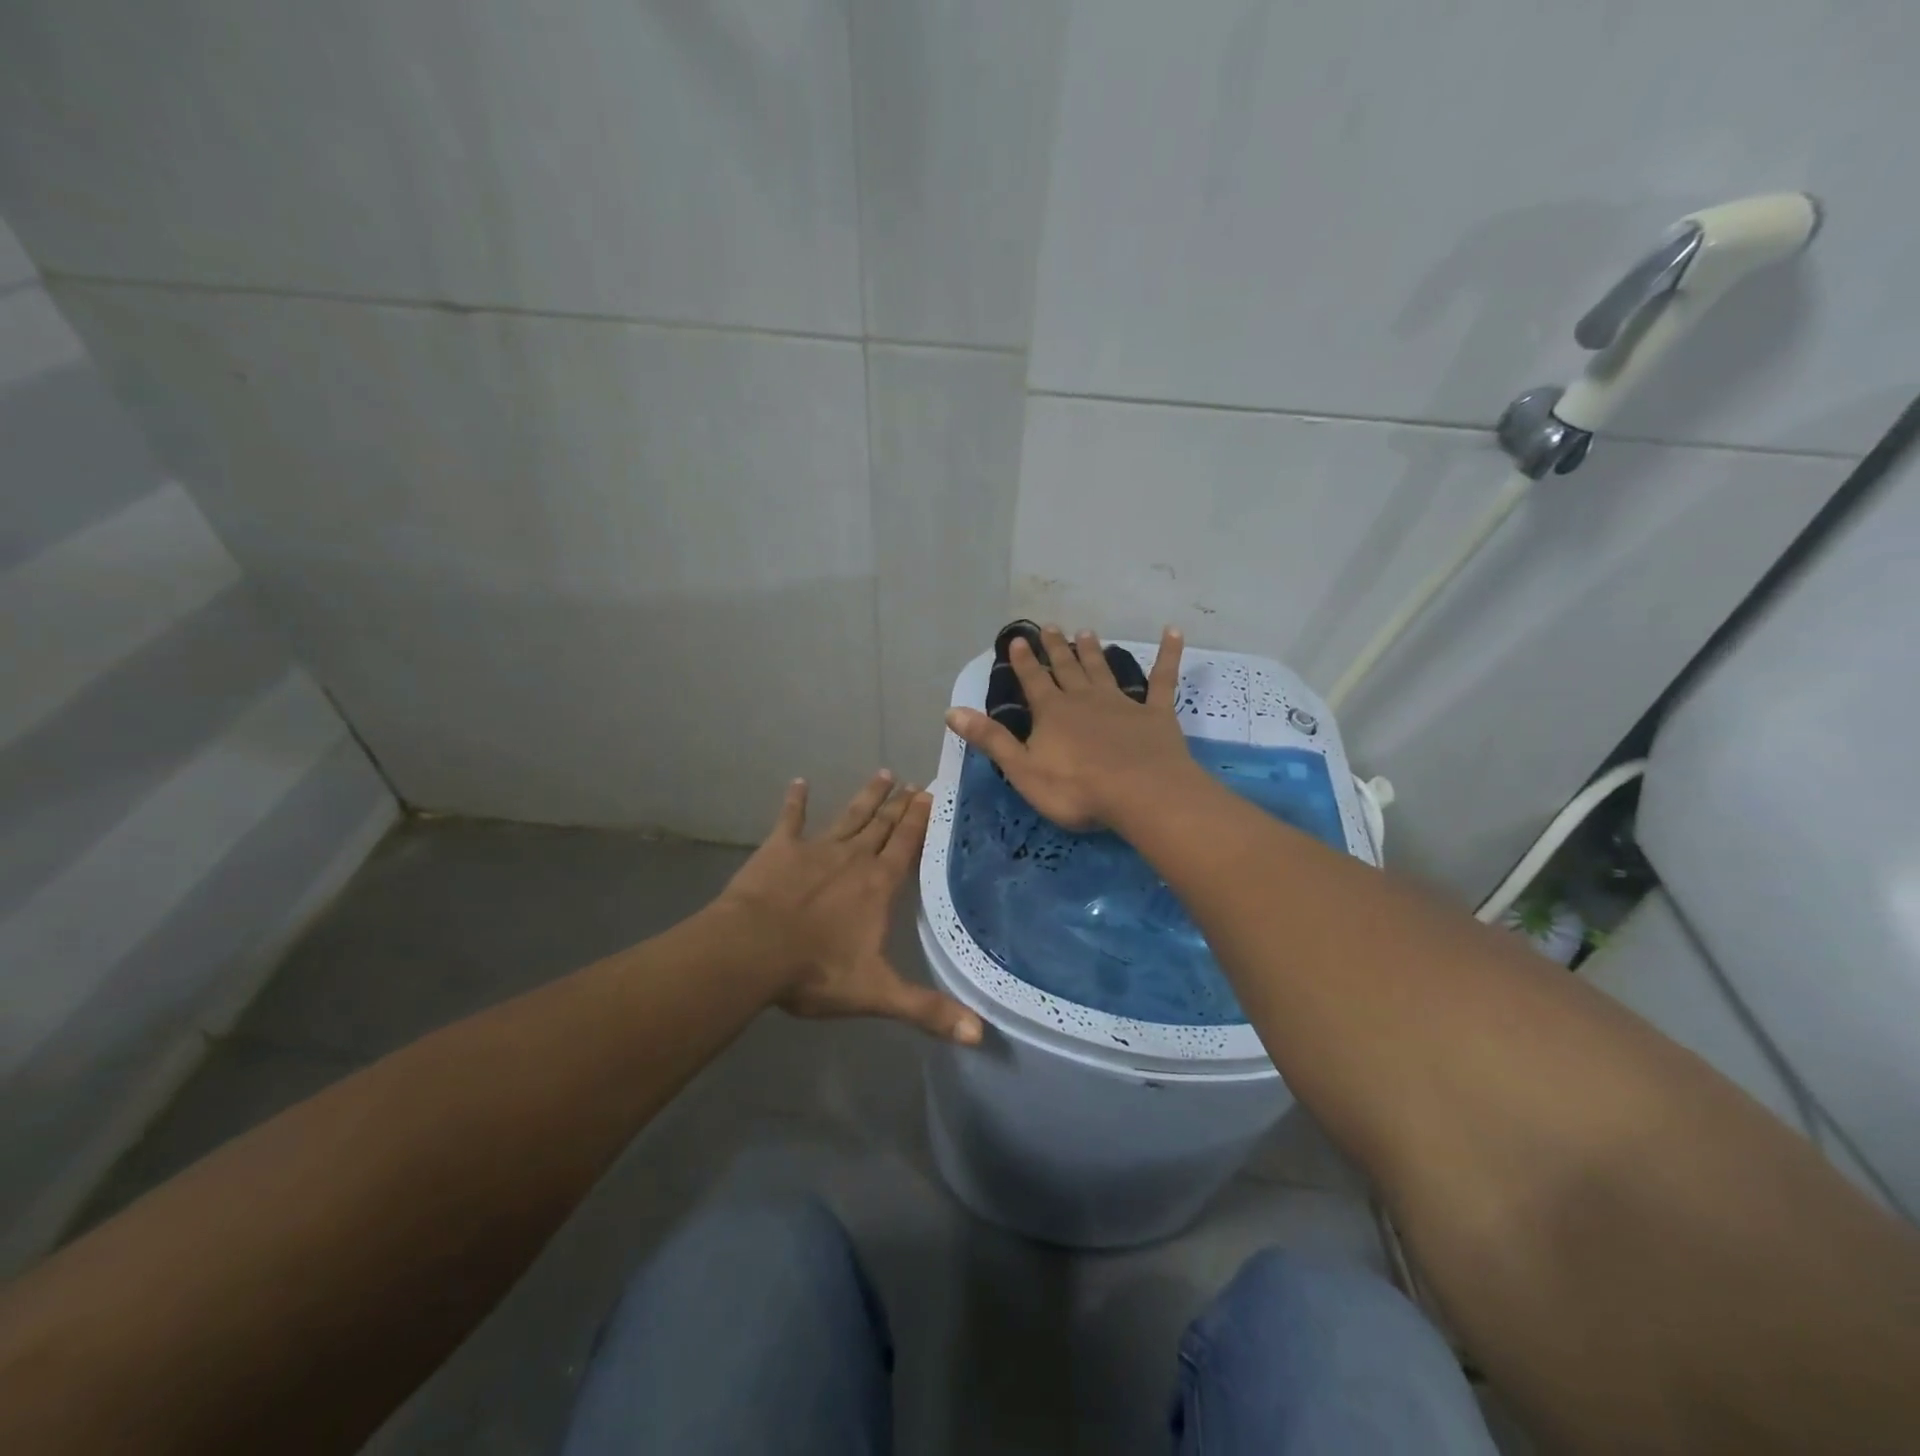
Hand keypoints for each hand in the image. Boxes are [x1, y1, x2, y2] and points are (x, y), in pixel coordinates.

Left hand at [715, 772, 983, 1044]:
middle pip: (881, 826)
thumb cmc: (816, 971)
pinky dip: (795, 802)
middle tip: (913, 781)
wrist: (752, 951)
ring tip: (883, 773)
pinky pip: (791, 819)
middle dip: (899, 804)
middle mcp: (853, 859)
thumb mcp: (877, 994)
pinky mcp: (779, 849)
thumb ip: (928, 1010)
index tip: (931, 793)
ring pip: (849, 816)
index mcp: (878, 885)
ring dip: (866, 797)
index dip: (919, 820)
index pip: (906, 846)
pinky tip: (798, 782)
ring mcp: (815, 849)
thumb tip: (980, 1036)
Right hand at [945, 624, 1199, 831]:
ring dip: (1093, 652)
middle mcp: (1084, 699)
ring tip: (1087, 632)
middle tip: (1050, 626)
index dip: (1023, 662)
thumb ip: (990, 739)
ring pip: (1103, 670)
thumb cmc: (1076, 789)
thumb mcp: (1022, 769)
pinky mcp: (1156, 714)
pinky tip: (1173, 632)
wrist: (1141, 793)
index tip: (1017, 640)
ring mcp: (1122, 703)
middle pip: (1066, 668)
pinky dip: (1168, 654)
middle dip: (1056, 649)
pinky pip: (1162, 679)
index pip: (1033, 681)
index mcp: (1052, 713)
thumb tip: (952, 711)